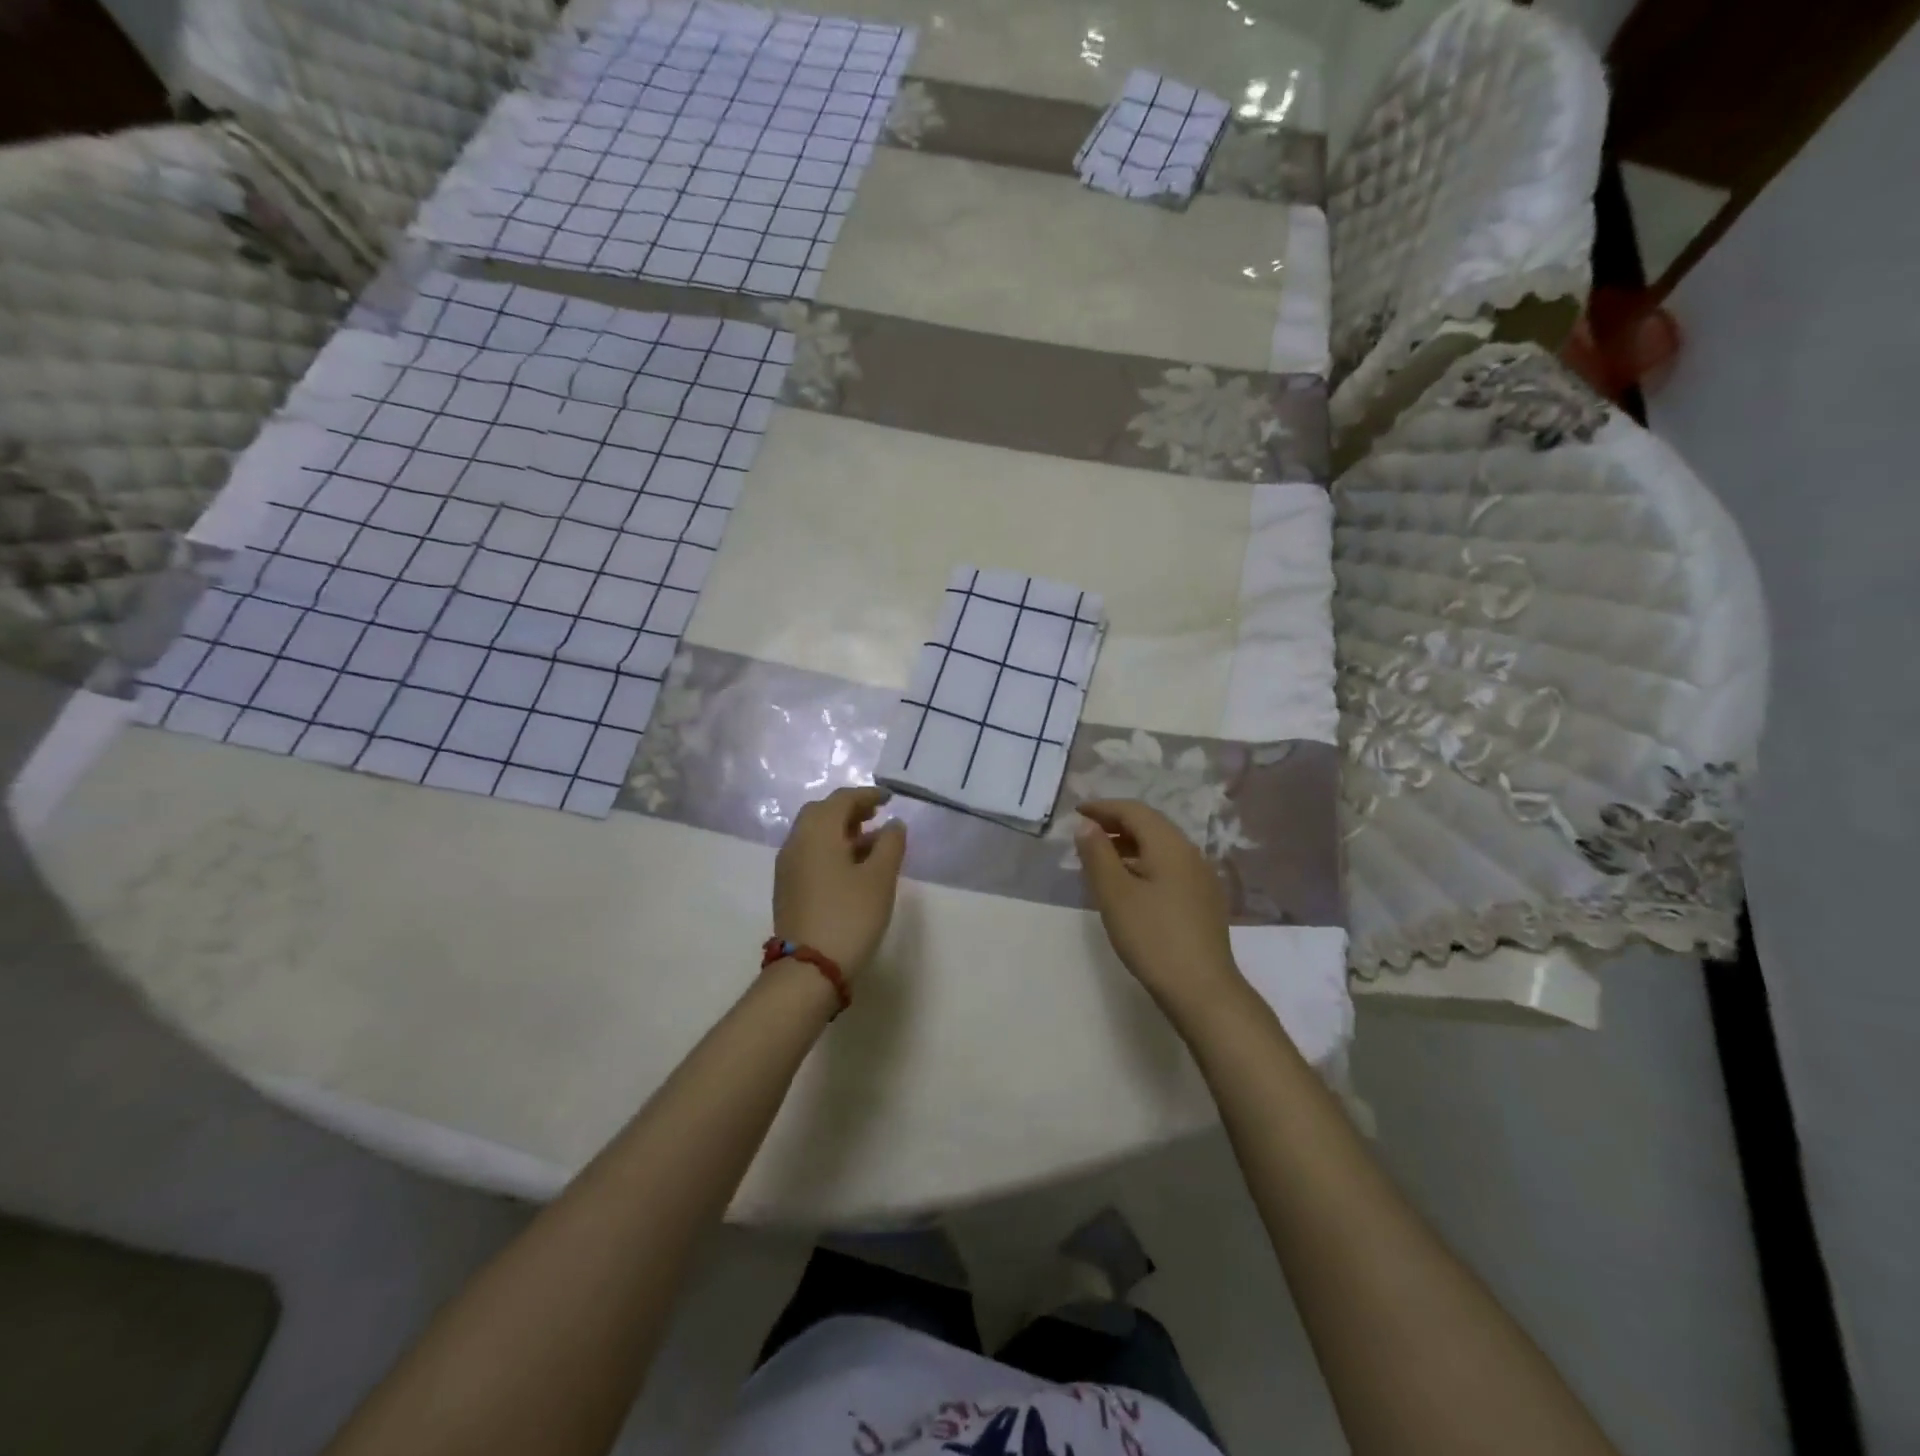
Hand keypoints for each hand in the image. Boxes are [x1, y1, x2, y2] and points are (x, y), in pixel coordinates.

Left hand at [773, 786, 907, 974]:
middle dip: (850, 810)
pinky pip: (810, 853)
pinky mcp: (788, 888)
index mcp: (817, 832)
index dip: (867, 795)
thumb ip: (891, 844)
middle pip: (822, 813)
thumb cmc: (849, 916)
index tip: (889, 798)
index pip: (841, 799)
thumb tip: (894, 824)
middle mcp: (797, 842)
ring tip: (872, 842)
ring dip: (841, 830)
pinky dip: (831, 848)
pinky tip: (853, 867)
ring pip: (814, 834)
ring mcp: (788, 866)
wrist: (809, 969)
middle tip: (876, 815)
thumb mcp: (880, 878)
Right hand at [1073, 800, 1244, 1015]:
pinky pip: (1169, 867)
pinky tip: (1129, 885)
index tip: (1077, 811)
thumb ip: (1098, 854)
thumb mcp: (1115, 894)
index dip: (1103, 807)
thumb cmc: (1153, 937)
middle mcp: (1190, 854)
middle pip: (1150, 826)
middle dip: (1116, 824)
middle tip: (1086, 833)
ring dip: (1129, 845)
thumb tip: (1087, 825)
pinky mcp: (1203, 901)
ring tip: (1100, 859)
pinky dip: (1144, 864)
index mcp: (1170, 846)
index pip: (1134, 811)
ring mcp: (1201, 878)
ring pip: (1160, 848)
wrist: (1202, 989)